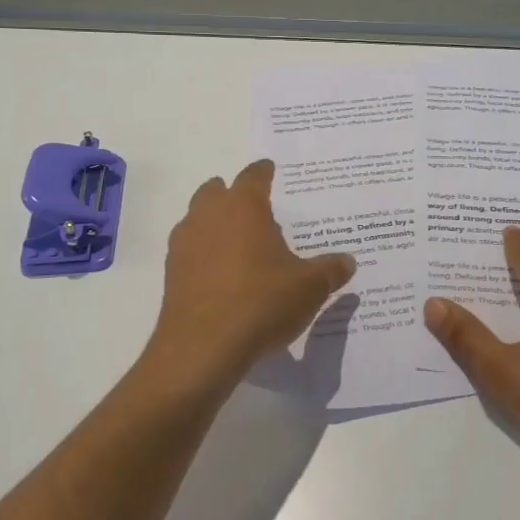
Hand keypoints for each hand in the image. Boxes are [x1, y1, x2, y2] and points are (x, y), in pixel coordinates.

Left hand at [146, 160, 356, 391]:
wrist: (202, 348)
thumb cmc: (261, 303)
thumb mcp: (309, 288)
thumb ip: (331, 270)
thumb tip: (348, 261)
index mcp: (243, 207)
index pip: (253, 176)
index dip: (264, 172)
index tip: (271, 171)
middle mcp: (209, 215)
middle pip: (216, 191)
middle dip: (233, 194)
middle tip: (255, 208)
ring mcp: (185, 243)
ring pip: (197, 218)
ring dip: (214, 222)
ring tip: (237, 242)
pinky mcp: (171, 273)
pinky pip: (189, 249)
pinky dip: (203, 252)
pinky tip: (220, 274)